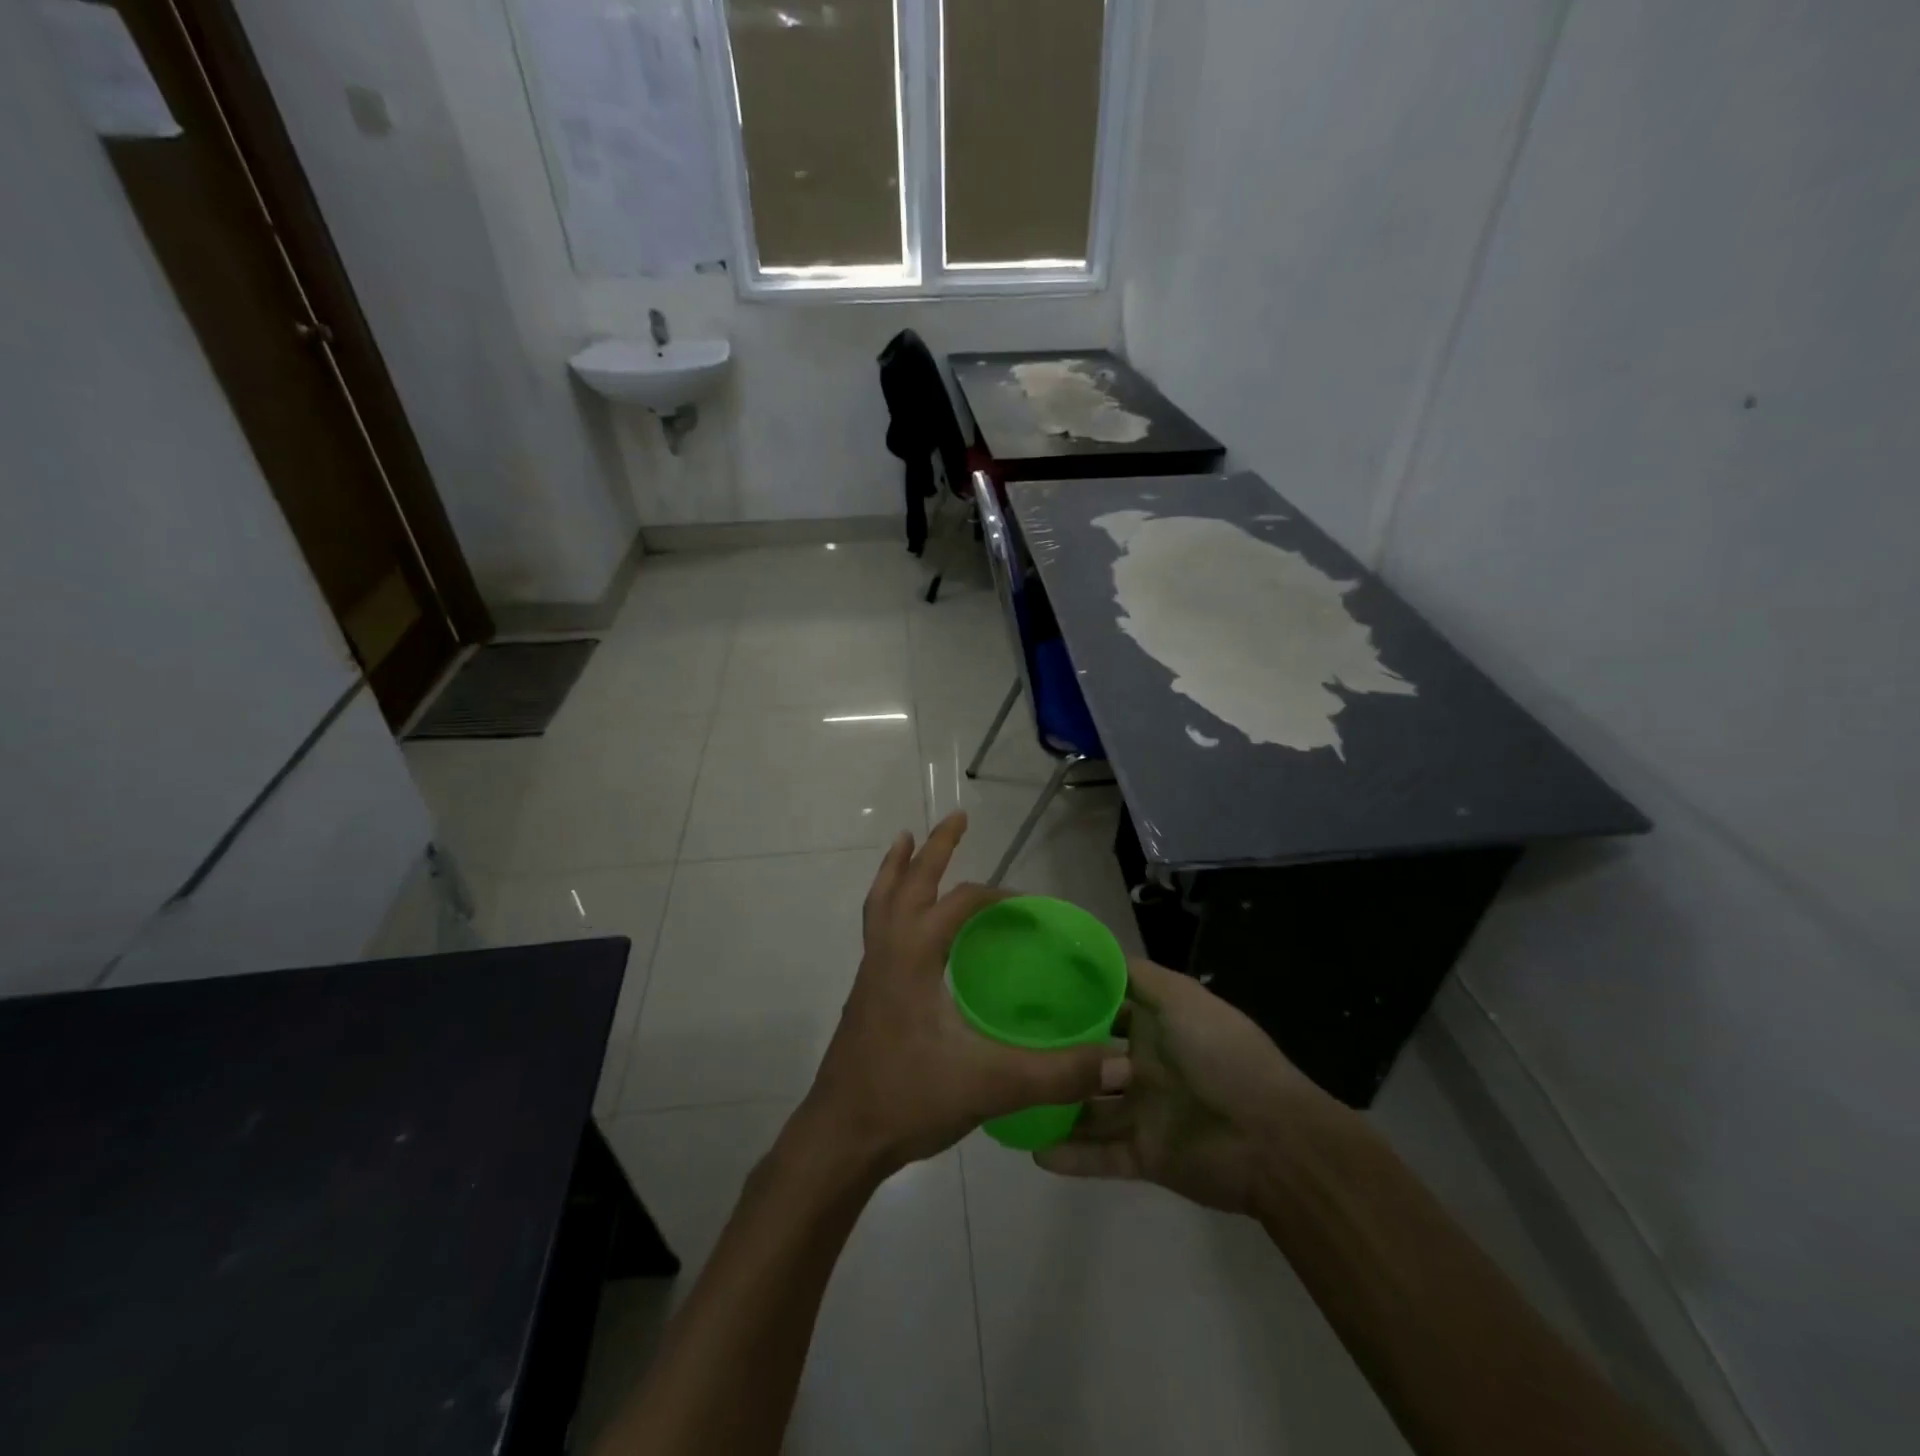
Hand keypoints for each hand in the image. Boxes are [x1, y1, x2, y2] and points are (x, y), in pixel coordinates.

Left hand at [797, 812, 1132, 1175]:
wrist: (841, 1137)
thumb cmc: (908, 1099)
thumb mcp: (990, 1084)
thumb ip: (1057, 1074)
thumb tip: (1121, 1065)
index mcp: (914, 955)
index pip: (960, 903)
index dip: (998, 897)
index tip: (1030, 907)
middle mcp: (888, 951)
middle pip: (909, 882)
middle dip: (935, 848)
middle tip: (957, 817)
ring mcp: (871, 972)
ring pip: (881, 901)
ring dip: (897, 868)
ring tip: (905, 841)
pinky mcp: (866, 994)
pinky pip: (877, 928)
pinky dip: (889, 903)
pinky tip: (904, 923)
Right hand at [1036, 958, 1344, 1215]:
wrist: (1272, 1139)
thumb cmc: (1222, 1055)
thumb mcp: (1180, 998)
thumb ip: (1137, 976)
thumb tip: (1092, 949)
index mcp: (1155, 1026)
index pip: (1105, 1010)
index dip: (1072, 1002)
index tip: (1028, 994)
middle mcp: (1145, 1066)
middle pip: (1090, 1059)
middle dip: (1056, 1055)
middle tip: (1006, 1049)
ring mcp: (1144, 1112)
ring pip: (1088, 1109)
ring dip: (1056, 1107)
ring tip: (1011, 1100)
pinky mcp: (1145, 1156)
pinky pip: (1101, 1155)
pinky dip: (1070, 1155)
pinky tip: (1032, 1150)